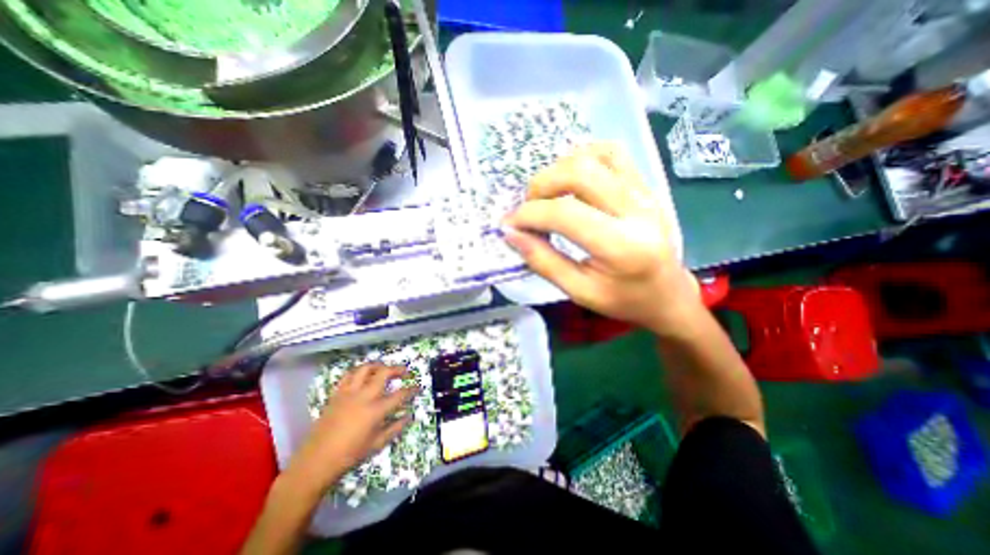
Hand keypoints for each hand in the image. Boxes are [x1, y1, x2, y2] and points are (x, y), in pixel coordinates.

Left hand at [285, 365, 414, 494]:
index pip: (400, 395)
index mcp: (376, 410)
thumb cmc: (349, 455)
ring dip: (378, 366)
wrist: (316, 462)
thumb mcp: (376, 444)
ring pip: (365, 368)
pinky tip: (362, 376)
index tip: (417, 388)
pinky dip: (358, 372)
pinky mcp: (336, 394)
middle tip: (405, 372)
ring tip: (384, 369)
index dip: (412, 390)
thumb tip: (409, 416)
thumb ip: (395, 428)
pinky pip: (348, 375)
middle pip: (384, 373)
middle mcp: (364, 396)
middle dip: (398, 369)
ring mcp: (348, 393)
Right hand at [503, 142, 702, 335]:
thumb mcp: (579, 292)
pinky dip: (584, 157)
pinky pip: (612, 153)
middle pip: (579, 172)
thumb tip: (511, 233)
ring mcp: (645, 192)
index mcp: (622, 247)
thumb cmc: (624, 300)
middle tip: (529, 208)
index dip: (529, 214)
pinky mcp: (646, 185)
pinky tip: (573, 180)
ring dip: (560, 169)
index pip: (566, 214)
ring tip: (549, 195)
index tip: (510, 224)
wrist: (668, 294)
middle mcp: (637, 210)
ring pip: (595, 155)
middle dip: (541, 185)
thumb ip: (543, 261)